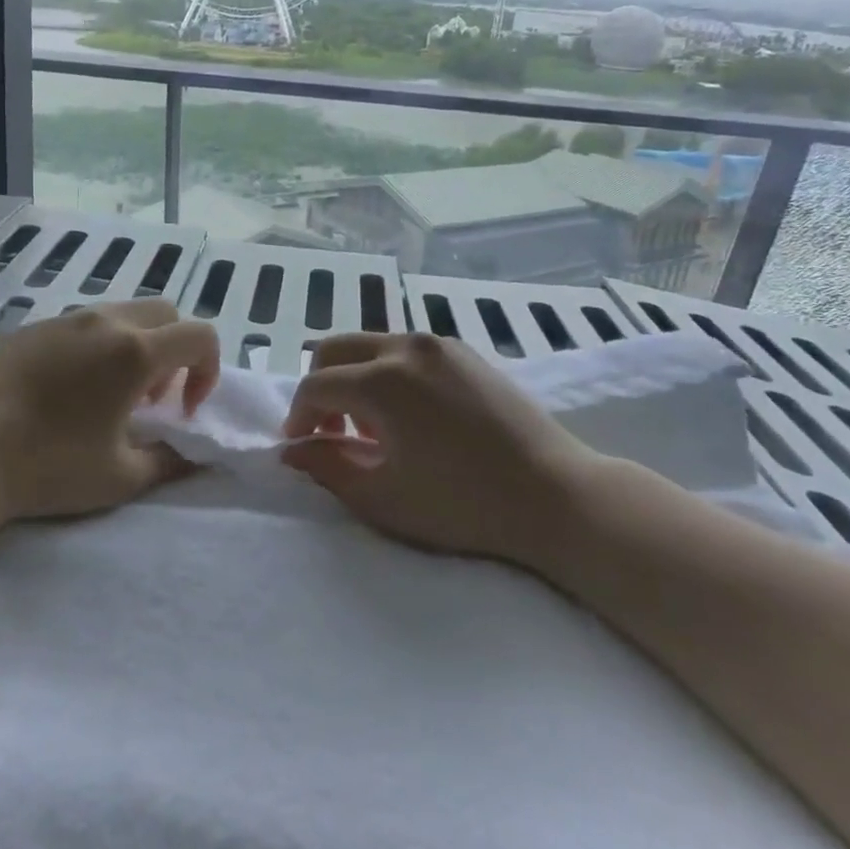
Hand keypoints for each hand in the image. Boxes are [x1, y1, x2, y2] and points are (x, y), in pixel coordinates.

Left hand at [0, 300, 220, 526]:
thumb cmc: (50, 467)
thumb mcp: (121, 477)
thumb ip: (171, 460)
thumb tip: (196, 454)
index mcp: (135, 351)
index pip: (200, 336)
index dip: (207, 370)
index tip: (182, 410)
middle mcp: (105, 322)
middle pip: (165, 313)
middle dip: (175, 350)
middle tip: (150, 398)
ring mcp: (65, 319)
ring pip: (122, 312)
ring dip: (136, 344)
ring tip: (109, 393)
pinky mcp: (32, 327)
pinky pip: (82, 323)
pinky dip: (97, 345)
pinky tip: (67, 389)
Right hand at [280, 332, 607, 567]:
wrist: (555, 495)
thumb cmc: (463, 505)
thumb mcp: (383, 498)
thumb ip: (327, 468)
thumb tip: (294, 450)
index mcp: (381, 380)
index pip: (316, 385)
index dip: (298, 416)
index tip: (300, 446)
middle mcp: (406, 346)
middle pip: (336, 349)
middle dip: (320, 386)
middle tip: (327, 431)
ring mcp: (439, 344)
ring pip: (372, 345)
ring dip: (354, 379)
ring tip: (370, 429)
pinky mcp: (465, 352)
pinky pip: (406, 351)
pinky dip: (387, 373)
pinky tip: (408, 417)